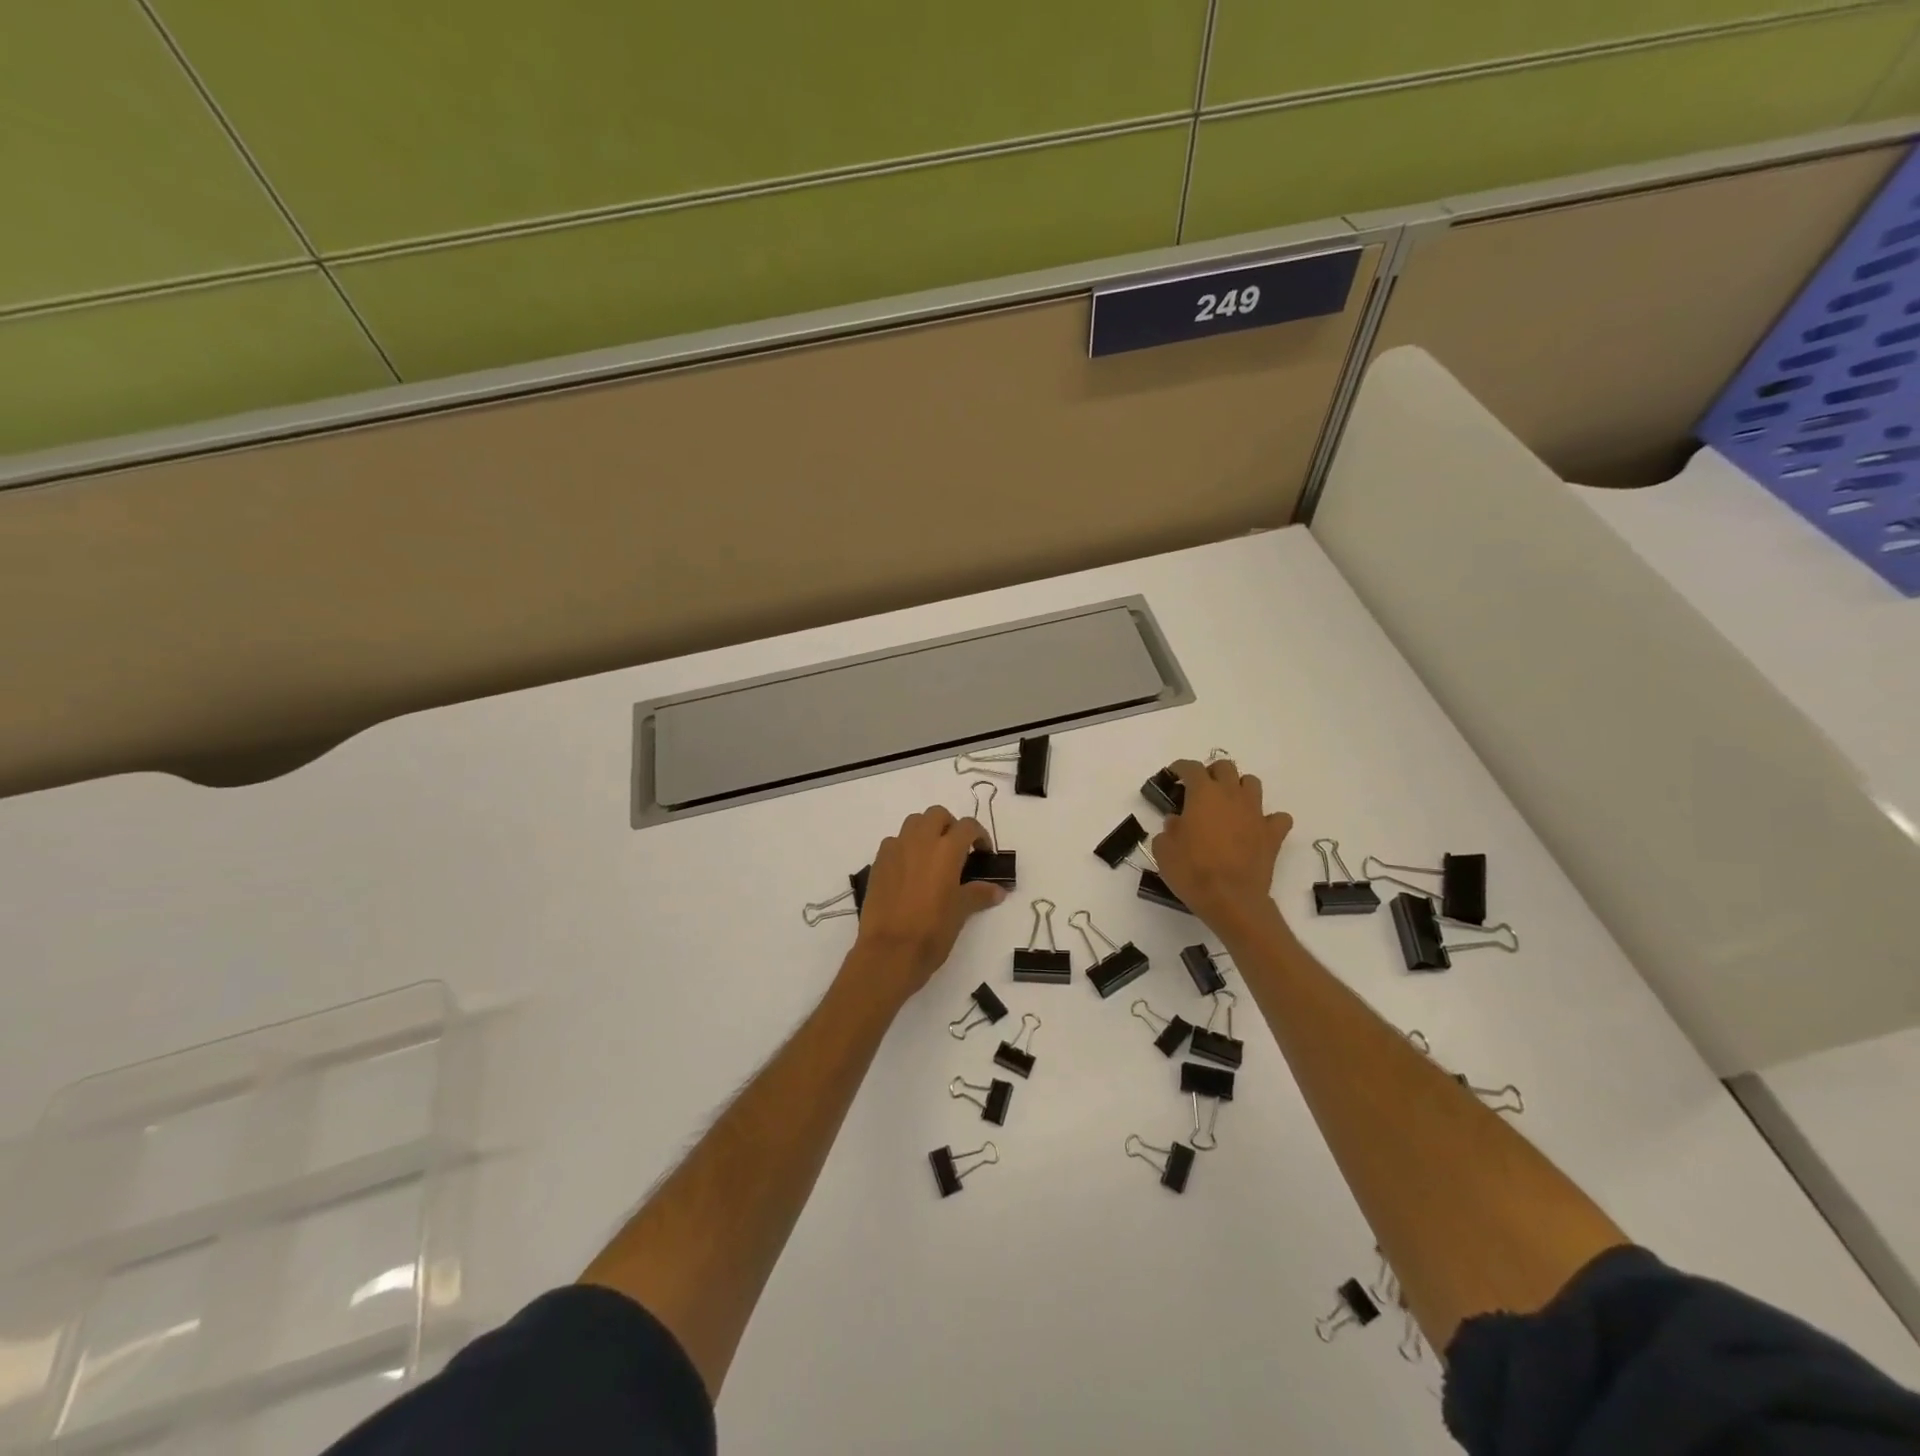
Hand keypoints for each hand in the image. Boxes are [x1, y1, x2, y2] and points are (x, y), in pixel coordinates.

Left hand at [850, 807, 1005, 1004]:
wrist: (889, 952)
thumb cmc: (932, 931)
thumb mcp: (961, 912)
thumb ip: (979, 894)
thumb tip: (998, 890)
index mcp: (946, 850)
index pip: (967, 826)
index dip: (979, 835)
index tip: (983, 853)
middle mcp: (920, 841)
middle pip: (937, 814)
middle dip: (950, 825)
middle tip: (957, 849)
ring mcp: (896, 849)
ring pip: (913, 823)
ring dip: (926, 831)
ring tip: (933, 856)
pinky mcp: (878, 862)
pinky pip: (894, 842)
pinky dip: (905, 847)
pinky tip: (909, 870)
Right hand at [1151, 758, 1292, 931]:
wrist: (1231, 900)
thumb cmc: (1192, 871)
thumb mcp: (1164, 849)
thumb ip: (1169, 828)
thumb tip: (1178, 822)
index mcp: (1203, 794)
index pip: (1191, 767)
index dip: (1180, 768)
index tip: (1173, 774)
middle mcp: (1231, 795)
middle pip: (1225, 767)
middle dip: (1211, 773)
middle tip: (1200, 790)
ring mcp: (1255, 813)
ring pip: (1251, 783)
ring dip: (1239, 788)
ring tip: (1228, 804)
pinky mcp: (1273, 834)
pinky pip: (1277, 818)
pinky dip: (1268, 819)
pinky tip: (1256, 828)